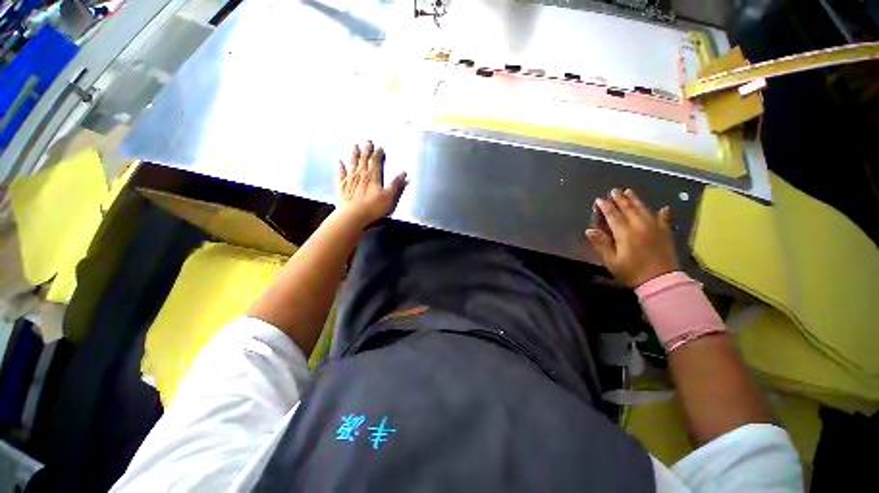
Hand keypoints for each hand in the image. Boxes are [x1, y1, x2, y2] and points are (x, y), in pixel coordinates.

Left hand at [336, 141, 406, 226]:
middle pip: (364, 160)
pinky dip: (340, 167)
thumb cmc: (373, 207)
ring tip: (355, 146)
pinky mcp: (342, 186)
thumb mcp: (389, 197)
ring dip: (354, 154)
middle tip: (367, 141)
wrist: (353, 215)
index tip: (380, 147)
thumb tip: (403, 173)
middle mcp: (361, 174)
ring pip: (352, 163)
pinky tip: (339, 162)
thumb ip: (395, 184)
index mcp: (373, 176)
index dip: (378, 154)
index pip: (376, 162)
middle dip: (366, 150)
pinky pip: (341, 174)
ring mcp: (350, 179)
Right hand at [585, 188, 678, 287]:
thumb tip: (589, 230)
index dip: (606, 207)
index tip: (599, 200)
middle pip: (629, 209)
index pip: (613, 216)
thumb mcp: (611, 261)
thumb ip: (601, 244)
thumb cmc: (631, 272)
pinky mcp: (665, 234)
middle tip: (615, 190)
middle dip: (620, 199)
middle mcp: (640, 227)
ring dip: (636, 200)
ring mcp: (655, 229)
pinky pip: (664, 220)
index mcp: (625, 234)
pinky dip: (663, 214)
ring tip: (629, 192)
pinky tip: (664, 208)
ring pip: (644, 210)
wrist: (661, 282)